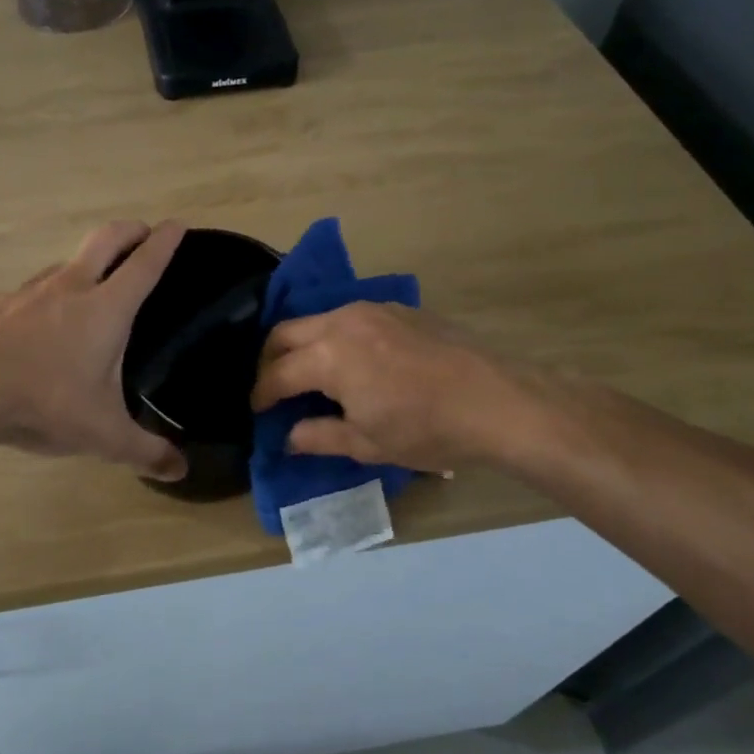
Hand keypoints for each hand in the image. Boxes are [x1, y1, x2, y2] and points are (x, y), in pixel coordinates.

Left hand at [0, 220, 188, 480]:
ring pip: (66, 261)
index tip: (179, 224)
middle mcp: (71, 288)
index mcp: (106, 309)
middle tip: (144, 231)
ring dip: (88, 259)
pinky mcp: (1, 305)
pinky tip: (41, 313)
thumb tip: (181, 471)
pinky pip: (33, 288)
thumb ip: (145, 451)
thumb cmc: (47, 402)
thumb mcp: (104, 434)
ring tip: (95, 277)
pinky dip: (49, 290)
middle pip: (105, 239)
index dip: (165, 242)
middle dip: (129, 230)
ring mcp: (31, 292)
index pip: (144, 264)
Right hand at [250, 302, 526, 472]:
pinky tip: (352, 361)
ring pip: (318, 320)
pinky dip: (335, 336)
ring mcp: (372, 310)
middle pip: (285, 333)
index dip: (261, 394)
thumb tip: (288, 437)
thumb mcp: (367, 444)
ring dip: (303, 344)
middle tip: (274, 388)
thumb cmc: (426, 429)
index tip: (257, 411)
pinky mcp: (398, 309)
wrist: (497, 401)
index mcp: (329, 356)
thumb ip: (318, 436)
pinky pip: (349, 317)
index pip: (277, 374)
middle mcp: (342, 321)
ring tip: (310, 374)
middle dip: (271, 360)